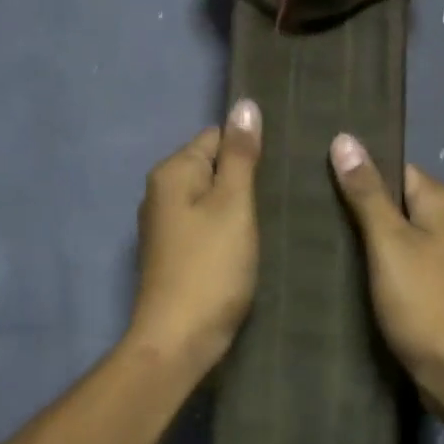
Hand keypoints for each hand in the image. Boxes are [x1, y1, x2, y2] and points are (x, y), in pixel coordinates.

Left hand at [126, 100, 263, 376]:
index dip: (249, 148)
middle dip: (244, 177)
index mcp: (171, 172)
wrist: (178, 339)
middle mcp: (160, 192)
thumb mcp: (234, 204)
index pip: (216, 136)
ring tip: (274, 218)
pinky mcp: (173, 253)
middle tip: (283, 194)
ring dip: (238, 206)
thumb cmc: (211, 267)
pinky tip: (249, 244)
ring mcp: (164, 225)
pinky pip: (205, 225)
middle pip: (211, 167)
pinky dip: (226, 230)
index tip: (281, 167)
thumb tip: (244, 104)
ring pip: (210, 199)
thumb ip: (240, 155)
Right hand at [329, 134, 443, 408]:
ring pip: (397, 234)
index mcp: (443, 202)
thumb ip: (366, 192)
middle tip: (308, 209)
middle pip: (396, 201)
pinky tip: (346, 272)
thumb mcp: (388, 243)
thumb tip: (345, 138)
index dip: (358, 170)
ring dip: (365, 238)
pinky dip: (378, 264)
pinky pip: (402, 262)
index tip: (315, 176)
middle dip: (357, 205)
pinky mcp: (438, 288)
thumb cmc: (425, 303)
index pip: (395, 168)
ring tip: (318, 237)